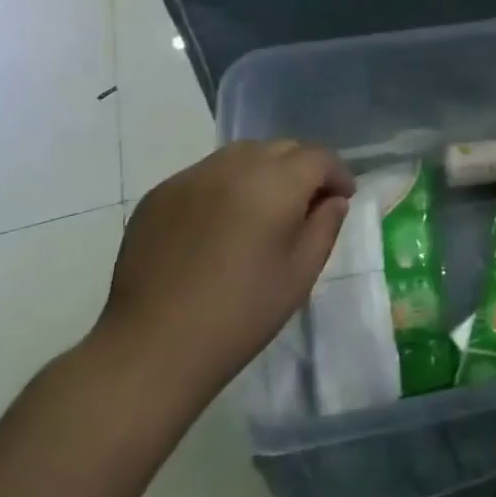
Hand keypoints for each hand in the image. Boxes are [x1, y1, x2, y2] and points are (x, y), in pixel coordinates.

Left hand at [89, 140, 353, 412]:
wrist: (152, 347)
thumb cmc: (241, 314)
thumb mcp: (300, 274)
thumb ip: (324, 226)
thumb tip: (332, 201)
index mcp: (275, 183)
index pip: (318, 157)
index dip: (337, 174)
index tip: (343, 198)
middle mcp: (234, 166)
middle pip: (281, 148)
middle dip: (302, 168)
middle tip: (307, 204)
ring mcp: (191, 177)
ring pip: (241, 155)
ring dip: (263, 172)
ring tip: (263, 209)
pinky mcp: (159, 194)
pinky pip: (205, 175)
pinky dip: (225, 186)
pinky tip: (220, 224)